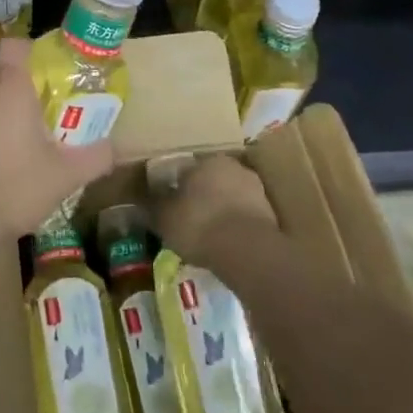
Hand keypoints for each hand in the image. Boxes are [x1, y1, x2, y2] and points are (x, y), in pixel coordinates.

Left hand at [0, 38, 116, 246]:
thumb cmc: (16, 186)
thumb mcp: (66, 175)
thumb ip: (95, 157)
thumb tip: (114, 147)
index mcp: (10, 90)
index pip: (15, 46)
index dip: (33, 51)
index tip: (52, 71)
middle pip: (6, 77)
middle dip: (29, 90)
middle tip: (54, 112)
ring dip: (10, 116)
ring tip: (34, 143)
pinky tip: (8, 167)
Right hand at [151, 152, 277, 265]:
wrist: (247, 251)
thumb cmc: (199, 225)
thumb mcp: (164, 218)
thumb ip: (154, 206)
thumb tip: (141, 200)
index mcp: (205, 160)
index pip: (186, 169)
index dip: (176, 187)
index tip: (171, 204)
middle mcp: (232, 166)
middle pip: (211, 180)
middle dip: (202, 195)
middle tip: (190, 218)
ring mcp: (255, 188)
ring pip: (231, 196)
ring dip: (222, 209)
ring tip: (209, 234)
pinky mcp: (271, 213)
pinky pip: (245, 216)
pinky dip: (236, 225)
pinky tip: (227, 243)